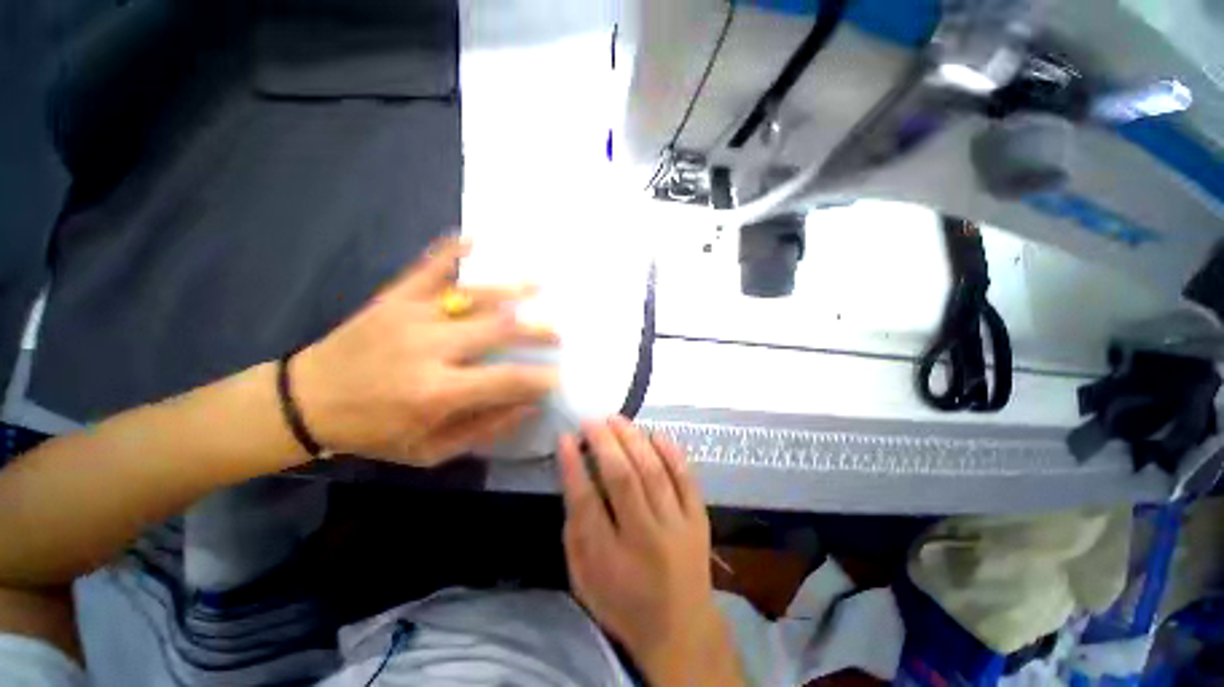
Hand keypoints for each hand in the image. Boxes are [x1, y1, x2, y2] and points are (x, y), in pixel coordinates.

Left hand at [291, 237, 558, 465]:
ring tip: (539, 285)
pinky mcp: (393, 298)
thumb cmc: (372, 432)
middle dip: (536, 330)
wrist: (304, 401)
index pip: (506, 380)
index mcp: (436, 391)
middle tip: (557, 333)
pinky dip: (451, 251)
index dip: (539, 378)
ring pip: (473, 295)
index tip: (558, 377)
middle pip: (499, 328)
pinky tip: (474, 240)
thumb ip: (483, 428)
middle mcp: (429, 347)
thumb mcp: (429, 450)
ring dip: (512, 289)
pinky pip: (427, 267)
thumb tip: (528, 406)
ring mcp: (410, 315)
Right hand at [560, 417, 743, 686]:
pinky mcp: (699, 519)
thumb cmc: (623, 603)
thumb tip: (574, 477)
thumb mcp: (584, 578)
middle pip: (623, 478)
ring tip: (617, 419)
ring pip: (654, 471)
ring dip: (633, 439)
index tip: (566, 436)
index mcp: (610, 560)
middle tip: (592, 420)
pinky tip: (655, 433)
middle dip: (605, 442)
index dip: (573, 465)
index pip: (586, 502)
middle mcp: (646, 538)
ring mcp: (677, 526)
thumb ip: (576, 530)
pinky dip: (671, 452)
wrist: (681, 629)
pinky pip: (687, 478)